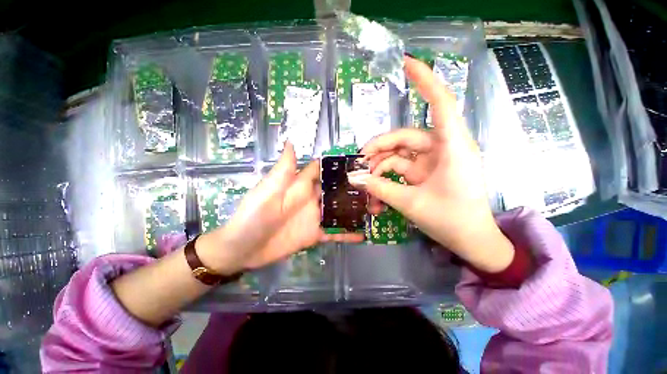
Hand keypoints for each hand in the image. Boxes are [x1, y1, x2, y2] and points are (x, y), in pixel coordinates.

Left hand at [198, 143, 363, 274]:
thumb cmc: (252, 217)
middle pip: (335, 190)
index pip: (321, 170)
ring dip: (354, 210)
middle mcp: (310, 199)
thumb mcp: (266, 191)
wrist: (242, 249)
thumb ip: (283, 170)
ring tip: (375, 208)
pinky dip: (346, 234)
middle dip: (353, 187)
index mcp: (299, 186)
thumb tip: (291, 141)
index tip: (359, 162)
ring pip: (338, 211)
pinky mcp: (314, 234)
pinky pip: (334, 233)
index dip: (337, 164)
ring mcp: (314, 217)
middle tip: (376, 187)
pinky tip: (362, 235)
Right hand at [353, 57, 513, 272]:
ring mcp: (433, 161)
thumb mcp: (411, 203)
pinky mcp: (426, 172)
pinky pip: (401, 169)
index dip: (425, 81)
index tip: (406, 64)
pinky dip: (387, 179)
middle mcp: (443, 148)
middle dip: (378, 150)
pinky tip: (377, 196)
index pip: (440, 103)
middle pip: (403, 138)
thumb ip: (380, 188)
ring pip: (398, 155)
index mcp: (452, 147)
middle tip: (358, 165)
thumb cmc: (451, 220)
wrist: (471, 241)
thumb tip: (354, 178)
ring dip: (380, 169)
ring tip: (365, 187)